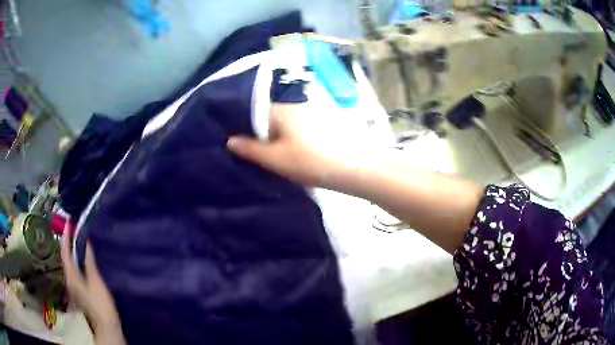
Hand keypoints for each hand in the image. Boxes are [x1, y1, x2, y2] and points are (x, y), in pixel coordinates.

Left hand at [61, 233, 125, 344]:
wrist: (106, 326)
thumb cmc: (100, 304)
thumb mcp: (96, 282)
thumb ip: (89, 262)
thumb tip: (85, 243)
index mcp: (71, 276)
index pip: (65, 252)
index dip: (65, 237)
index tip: (68, 223)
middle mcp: (69, 279)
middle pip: (65, 257)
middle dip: (67, 243)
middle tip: (72, 230)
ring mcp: (74, 286)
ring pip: (69, 264)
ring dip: (71, 251)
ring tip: (76, 240)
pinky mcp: (79, 290)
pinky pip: (74, 270)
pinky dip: (76, 261)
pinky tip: (81, 259)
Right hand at [227, 103, 380, 189]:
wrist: (357, 167)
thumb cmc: (311, 161)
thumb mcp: (275, 158)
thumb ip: (250, 149)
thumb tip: (229, 140)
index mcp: (279, 109)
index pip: (250, 110)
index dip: (240, 125)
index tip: (234, 141)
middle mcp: (293, 105)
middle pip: (267, 116)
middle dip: (257, 132)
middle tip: (250, 152)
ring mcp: (310, 112)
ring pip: (282, 123)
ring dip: (274, 137)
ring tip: (268, 155)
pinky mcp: (322, 122)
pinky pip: (296, 127)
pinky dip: (289, 138)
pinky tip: (290, 152)